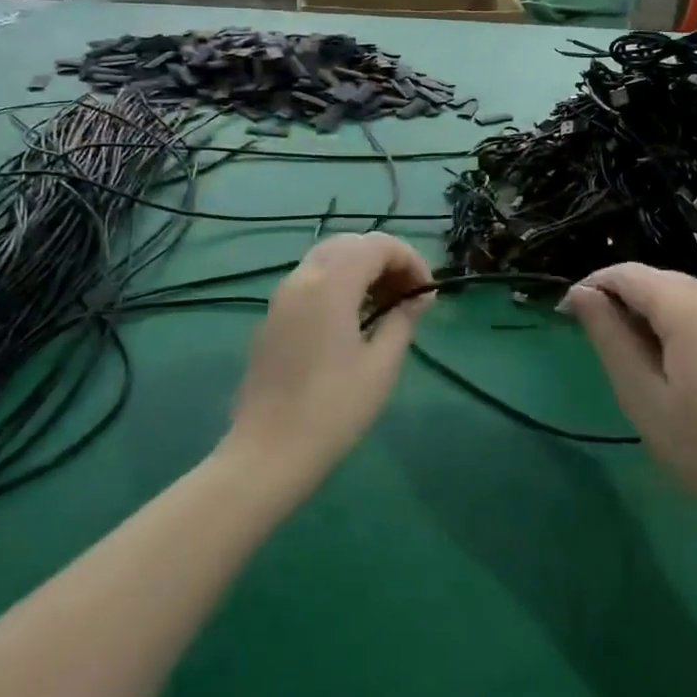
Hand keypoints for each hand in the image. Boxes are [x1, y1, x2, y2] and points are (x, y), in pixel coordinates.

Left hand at [224, 234, 434, 491]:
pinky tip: (353, 319)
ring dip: (361, 269)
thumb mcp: (381, 366)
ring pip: (327, 259)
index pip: (377, 245)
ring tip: (386, 306)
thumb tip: (418, 298)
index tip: (427, 293)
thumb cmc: (334, 410)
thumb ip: (402, 320)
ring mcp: (282, 296)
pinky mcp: (272, 316)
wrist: (269, 452)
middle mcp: (302, 278)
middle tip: (408, 295)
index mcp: (331, 284)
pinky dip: (338, 283)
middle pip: (350, 244)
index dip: (409, 259)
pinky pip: (310, 281)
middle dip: (385, 259)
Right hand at [563, 263, 696, 554]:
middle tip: (589, 335)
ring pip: (679, 295)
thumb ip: (609, 336)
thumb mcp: (641, 394)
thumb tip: (581, 293)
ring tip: (621, 350)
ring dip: (643, 309)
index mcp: (690, 310)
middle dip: (617, 295)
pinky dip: (671, 322)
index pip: (628, 274)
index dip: (591, 284)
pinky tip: (663, 361)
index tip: (564, 314)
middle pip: (656, 279)